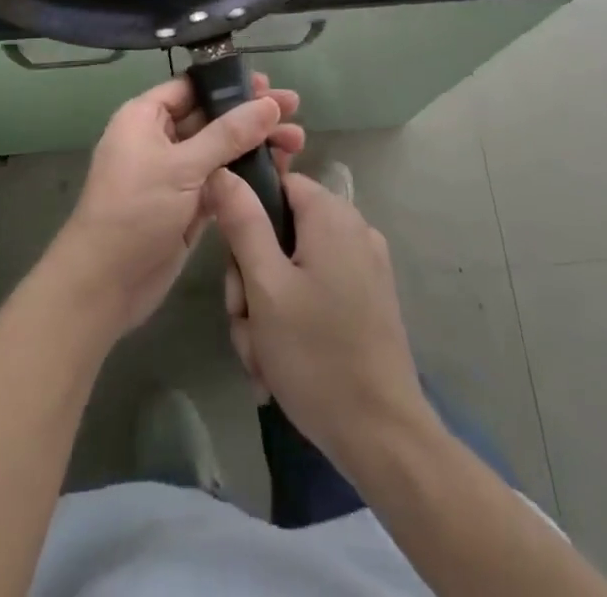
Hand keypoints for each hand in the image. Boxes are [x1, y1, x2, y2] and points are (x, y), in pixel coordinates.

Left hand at [48, 74, 302, 337]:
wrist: (104, 284)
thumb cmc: (135, 210)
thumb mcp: (182, 167)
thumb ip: (228, 135)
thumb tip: (269, 104)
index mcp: (145, 117)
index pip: (192, 87)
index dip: (229, 84)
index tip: (268, 84)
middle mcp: (159, 139)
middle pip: (212, 116)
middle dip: (251, 115)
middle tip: (295, 109)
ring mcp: (175, 174)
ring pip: (221, 150)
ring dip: (255, 145)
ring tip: (298, 142)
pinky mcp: (189, 205)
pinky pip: (223, 180)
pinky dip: (247, 175)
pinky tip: (279, 171)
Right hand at [210, 170, 429, 473]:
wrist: (383, 437)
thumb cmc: (317, 355)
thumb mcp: (265, 286)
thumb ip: (243, 222)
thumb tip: (223, 170)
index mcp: (331, 215)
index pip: (276, 184)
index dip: (246, 218)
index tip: (235, 268)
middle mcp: (353, 230)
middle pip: (281, 232)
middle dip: (252, 280)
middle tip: (246, 324)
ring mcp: (365, 267)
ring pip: (293, 269)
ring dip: (267, 310)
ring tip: (262, 358)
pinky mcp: (369, 301)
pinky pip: (316, 293)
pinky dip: (293, 322)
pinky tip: (280, 366)